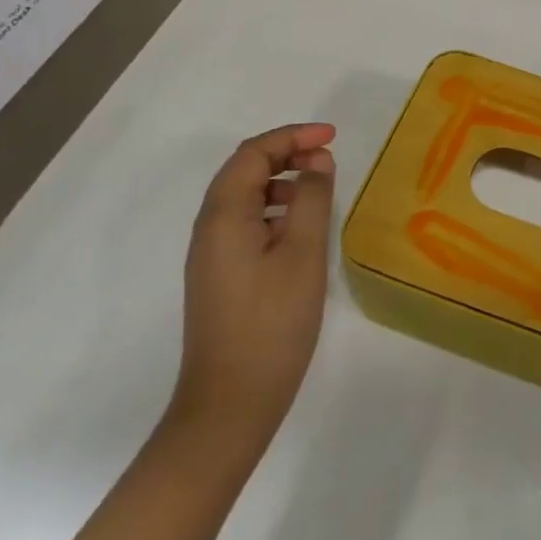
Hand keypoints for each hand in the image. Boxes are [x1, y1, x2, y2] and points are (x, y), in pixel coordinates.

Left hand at [170, 122, 336, 444]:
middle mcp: (208, 227)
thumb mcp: (304, 254)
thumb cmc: (272, 323)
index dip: (292, 136)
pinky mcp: (219, 275)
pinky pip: (244, 222)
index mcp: (224, 216)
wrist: (230, 403)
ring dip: (280, 180)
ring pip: (243, 196)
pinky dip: (273, 208)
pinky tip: (300, 228)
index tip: (332, 137)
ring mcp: (210, 254)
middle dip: (286, 153)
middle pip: (244, 169)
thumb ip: (312, 198)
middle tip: (328, 157)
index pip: (253, 153)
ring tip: (319, 189)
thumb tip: (317, 161)